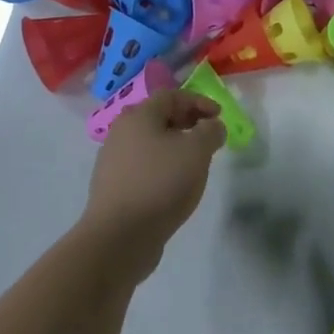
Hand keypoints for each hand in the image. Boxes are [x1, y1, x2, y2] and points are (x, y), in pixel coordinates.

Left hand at [85, 90, 226, 275]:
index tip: (219, 116)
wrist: (119, 236)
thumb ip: (211, 131)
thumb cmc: (161, 183)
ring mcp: (113, 161)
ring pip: (151, 143)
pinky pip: (143, 166)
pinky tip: (175, 184)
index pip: (172, 96)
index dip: (199, 101)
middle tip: (209, 136)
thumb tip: (212, 126)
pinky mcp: (113, 187)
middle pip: (159, 117)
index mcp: (139, 116)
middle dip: (188, 122)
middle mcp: (121, 132)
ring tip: (195, 162)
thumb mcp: (197, 151)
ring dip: (176, 146)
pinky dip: (163, 166)